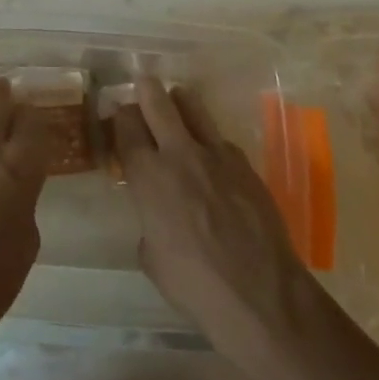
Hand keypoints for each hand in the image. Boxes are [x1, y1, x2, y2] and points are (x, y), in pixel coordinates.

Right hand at [112, 76, 317, 359]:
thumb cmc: (194, 285)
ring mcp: (217, 155)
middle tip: (142, 84)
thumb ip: (148, 222)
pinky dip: (208, 140)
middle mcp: (179, 154)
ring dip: (179, 101)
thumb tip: (156, 216)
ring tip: (175, 103)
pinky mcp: (246, 164)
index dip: (119, 115)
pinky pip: (220, 139)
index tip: (117, 114)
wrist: (261, 296)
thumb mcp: (151, 257)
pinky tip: (210, 158)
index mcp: (148, 176)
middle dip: (145, 89)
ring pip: (193, 106)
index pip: (126, 126)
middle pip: (157, 102)